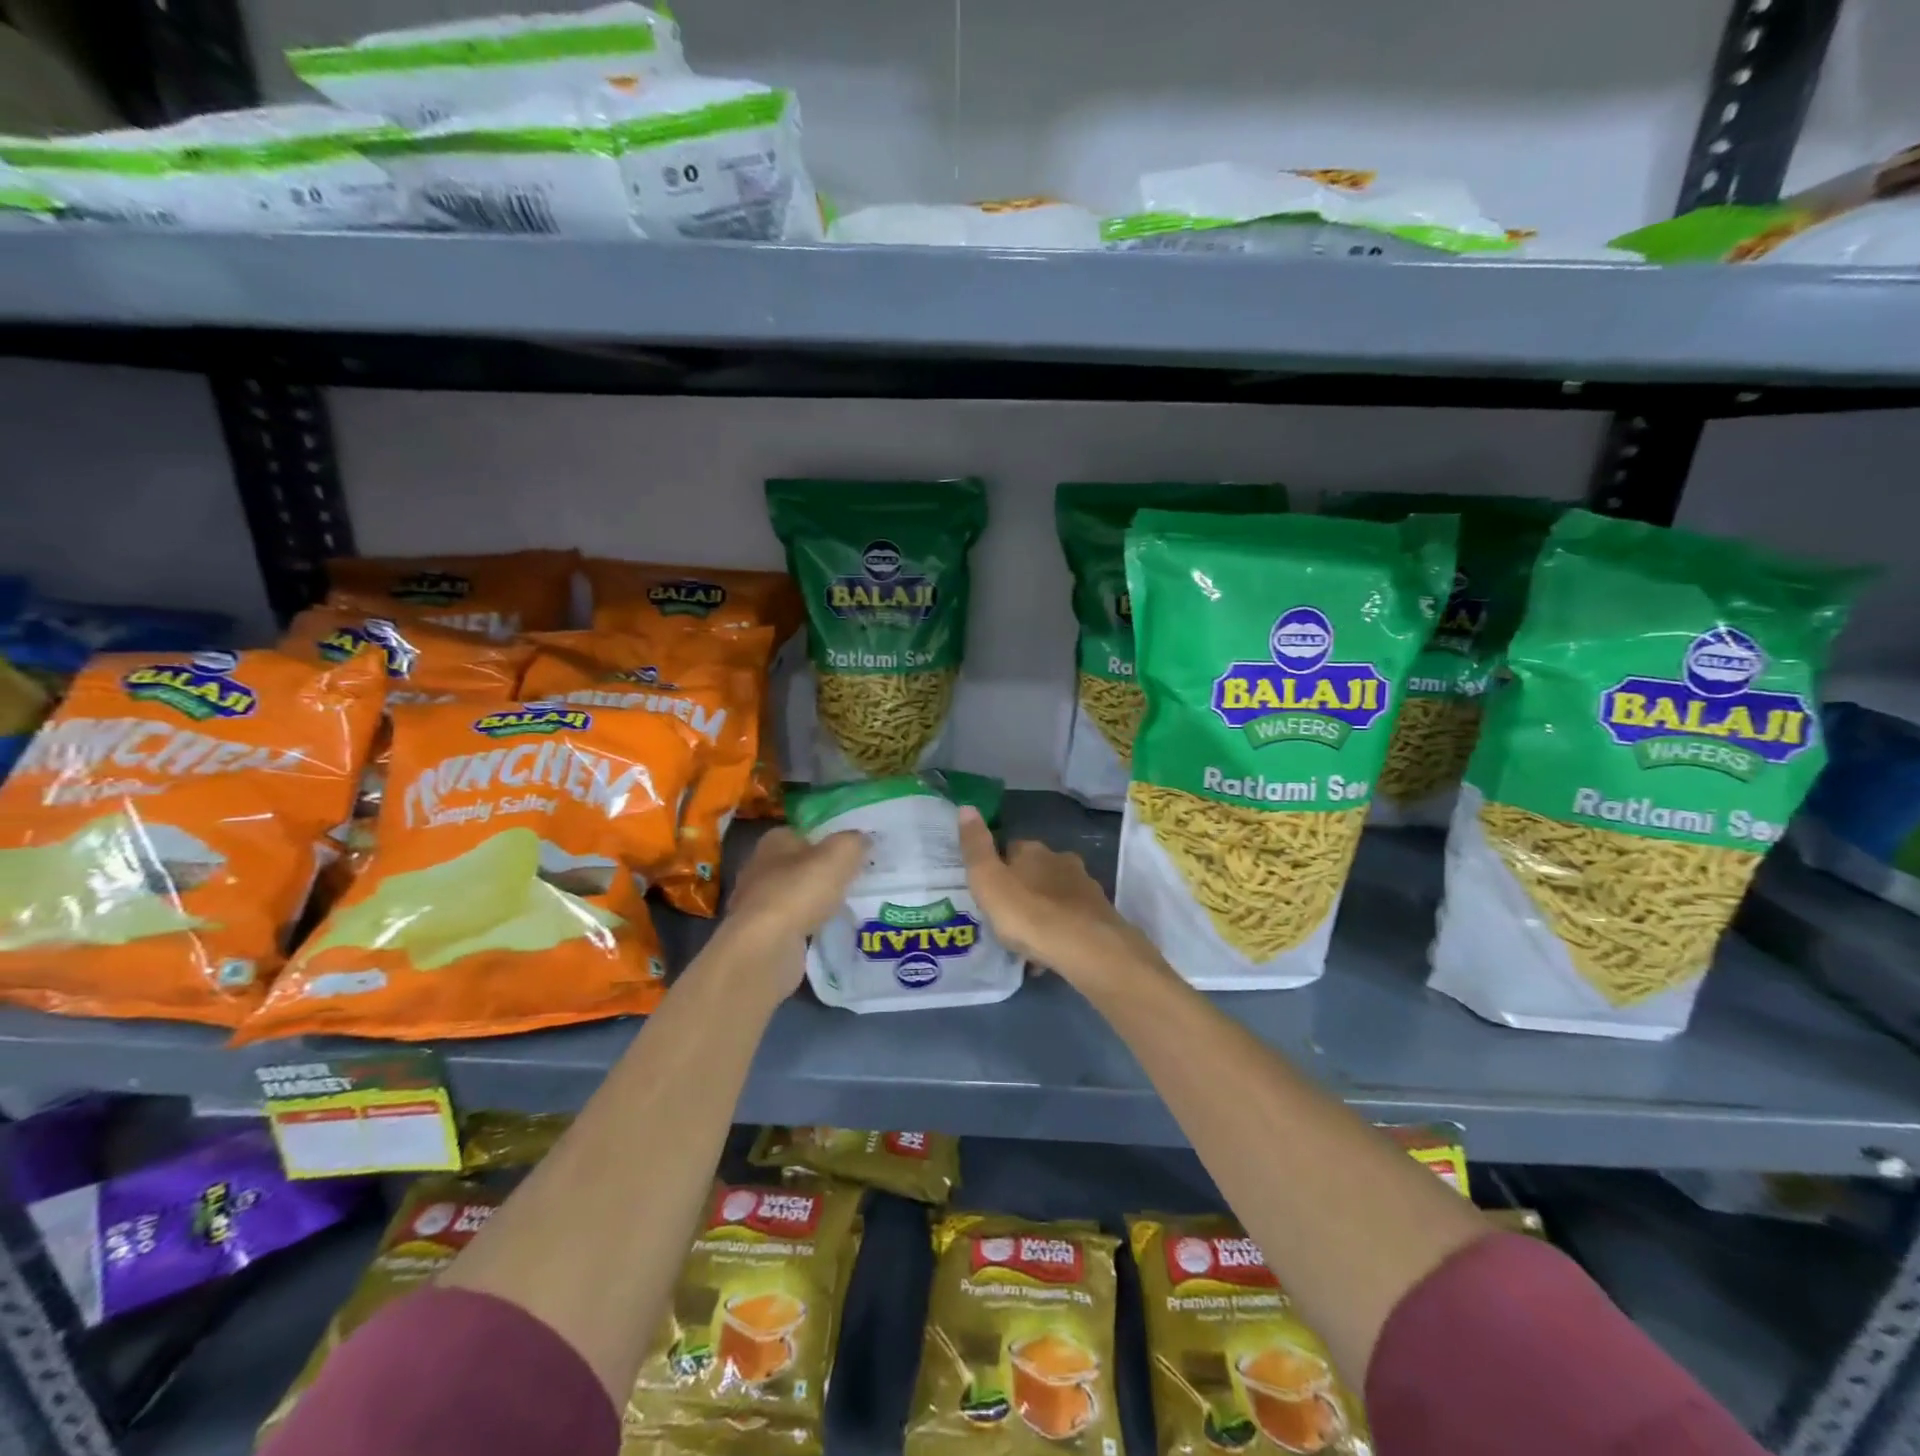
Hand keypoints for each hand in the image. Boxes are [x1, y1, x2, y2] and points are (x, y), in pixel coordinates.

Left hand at [722, 827, 867, 981]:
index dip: (827, 839)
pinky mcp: (760, 934)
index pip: (803, 833)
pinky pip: (792, 924)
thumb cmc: (799, 892)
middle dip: (822, 872)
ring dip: (815, 902)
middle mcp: (760, 867)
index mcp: (773, 841)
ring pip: (795, 896)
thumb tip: (864, 838)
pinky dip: (808, 927)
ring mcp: (756, 903)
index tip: (852, 852)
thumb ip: (854, 842)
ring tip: (846, 907)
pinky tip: (827, 932)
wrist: (765, 948)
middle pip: (799, 865)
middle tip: (854, 880)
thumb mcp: (839, 855)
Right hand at [957, 807, 1158, 991]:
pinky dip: (1060, 930)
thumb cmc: (1027, 912)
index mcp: (1032, 850)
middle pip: (1036, 871)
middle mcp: (1061, 860)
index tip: (988, 890)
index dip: (998, 867)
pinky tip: (1050, 954)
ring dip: (1043, 911)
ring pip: (1056, 895)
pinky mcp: (1099, 913)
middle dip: (1024, 889)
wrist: (1085, 946)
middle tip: (1007, 918)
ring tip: (1028, 941)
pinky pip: (1072, 919)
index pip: (1010, 848)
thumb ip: (975, 847)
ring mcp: (1084, 886)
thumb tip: (966, 807)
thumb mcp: (987, 880)